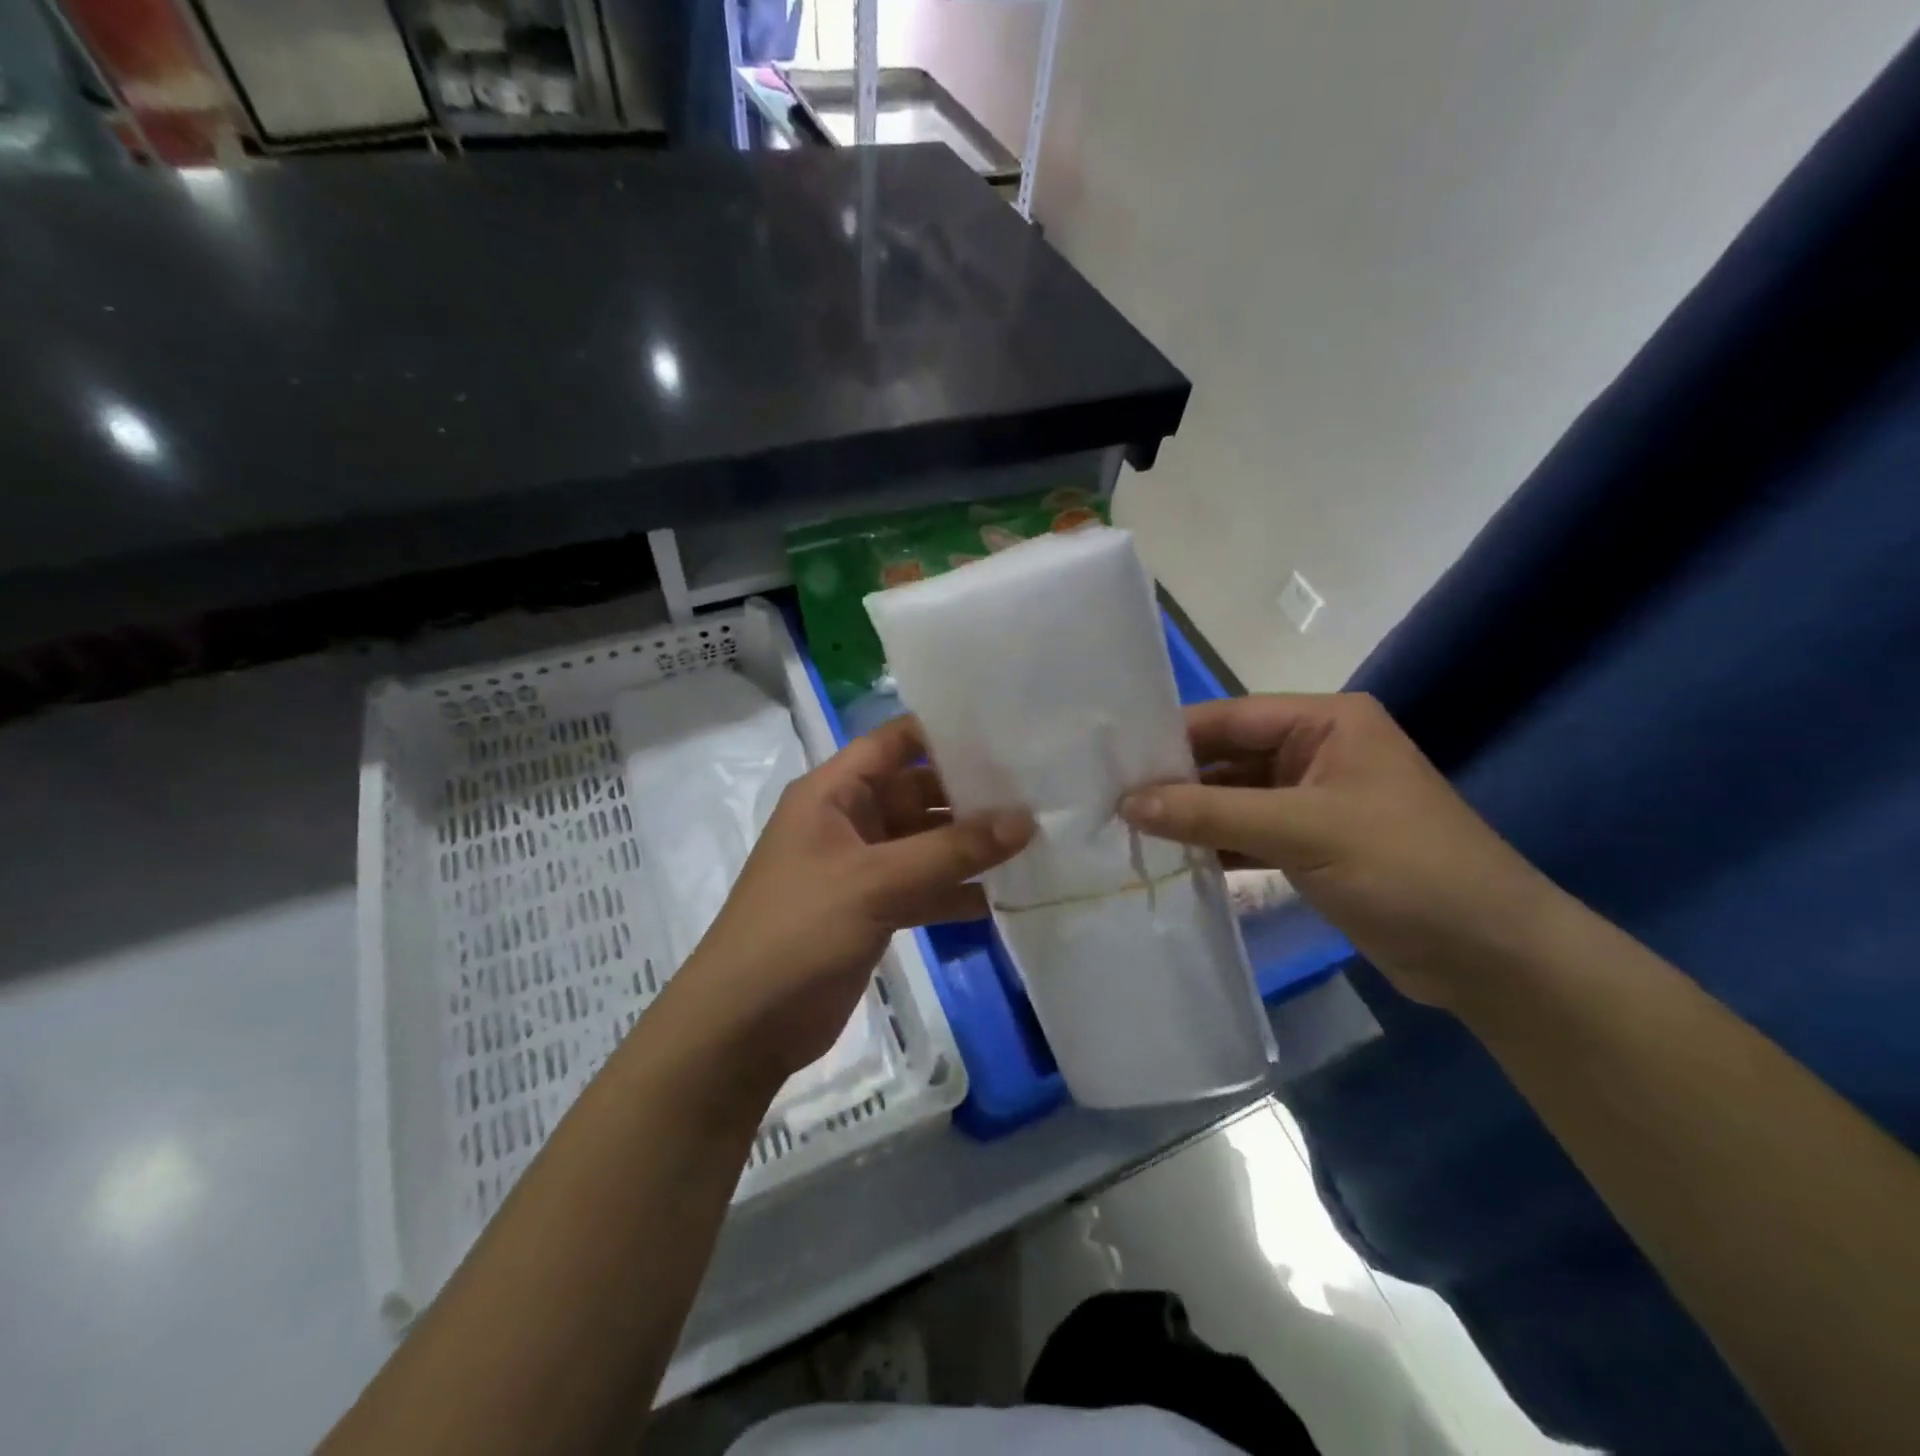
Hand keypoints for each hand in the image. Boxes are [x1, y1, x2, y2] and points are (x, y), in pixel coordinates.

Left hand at [676, 716, 1033, 1080]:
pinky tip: (1005, 896)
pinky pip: (923, 888)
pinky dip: (956, 892)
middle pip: (917, 792)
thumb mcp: (876, 881)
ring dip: (969, 846)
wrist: (744, 1025)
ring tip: (1036, 838)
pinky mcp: (873, 911)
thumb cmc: (798, 930)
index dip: (944, 731)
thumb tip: (1025, 820)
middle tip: (1037, 790)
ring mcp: (861, 869)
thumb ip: (951, 851)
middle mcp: (848, 821)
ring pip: (925, 844)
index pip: (894, 742)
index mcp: (833, 793)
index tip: (1007, 731)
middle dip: (970, 793)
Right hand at [1119, 694, 1559, 1008]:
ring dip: (1189, 816)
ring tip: (1125, 831)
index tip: (1111, 760)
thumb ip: (1211, 813)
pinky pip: (1247, 834)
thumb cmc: (1405, 869)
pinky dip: (1213, 846)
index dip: (1172, 738)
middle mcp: (1317, 752)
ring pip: (1234, 799)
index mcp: (1327, 723)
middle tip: (1108, 799)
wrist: (1490, 957)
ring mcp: (1313, 801)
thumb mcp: (1304, 831)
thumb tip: (1127, 803)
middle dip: (1175, 781)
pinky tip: (1170, 859)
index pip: (1231, 719)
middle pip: (1228, 758)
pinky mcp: (1311, 846)